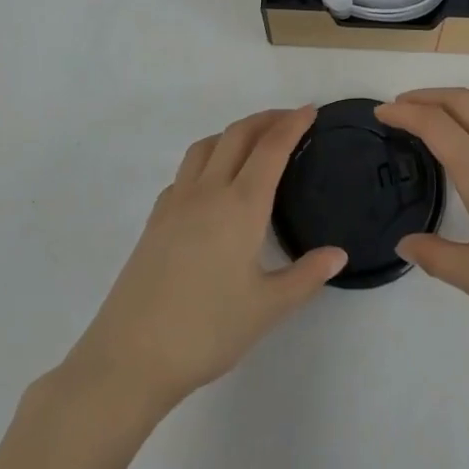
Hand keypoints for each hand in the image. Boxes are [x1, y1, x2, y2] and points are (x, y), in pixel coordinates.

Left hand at [63, 107, 345, 409]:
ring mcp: (176, 202)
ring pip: (206, 145)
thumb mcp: (267, 309)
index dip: (292, 124)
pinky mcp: (155, 219)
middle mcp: (208, 191)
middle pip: (238, 135)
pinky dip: (206, 159)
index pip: (271, 148)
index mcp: (241, 205)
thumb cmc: (206, 331)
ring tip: (252, 142)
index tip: (310, 110)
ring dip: (233, 132)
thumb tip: (339, 254)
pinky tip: (212, 184)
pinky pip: (185, 171)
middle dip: (266, 119)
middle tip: (289, 119)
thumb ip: (306, 276)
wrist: (130, 358)